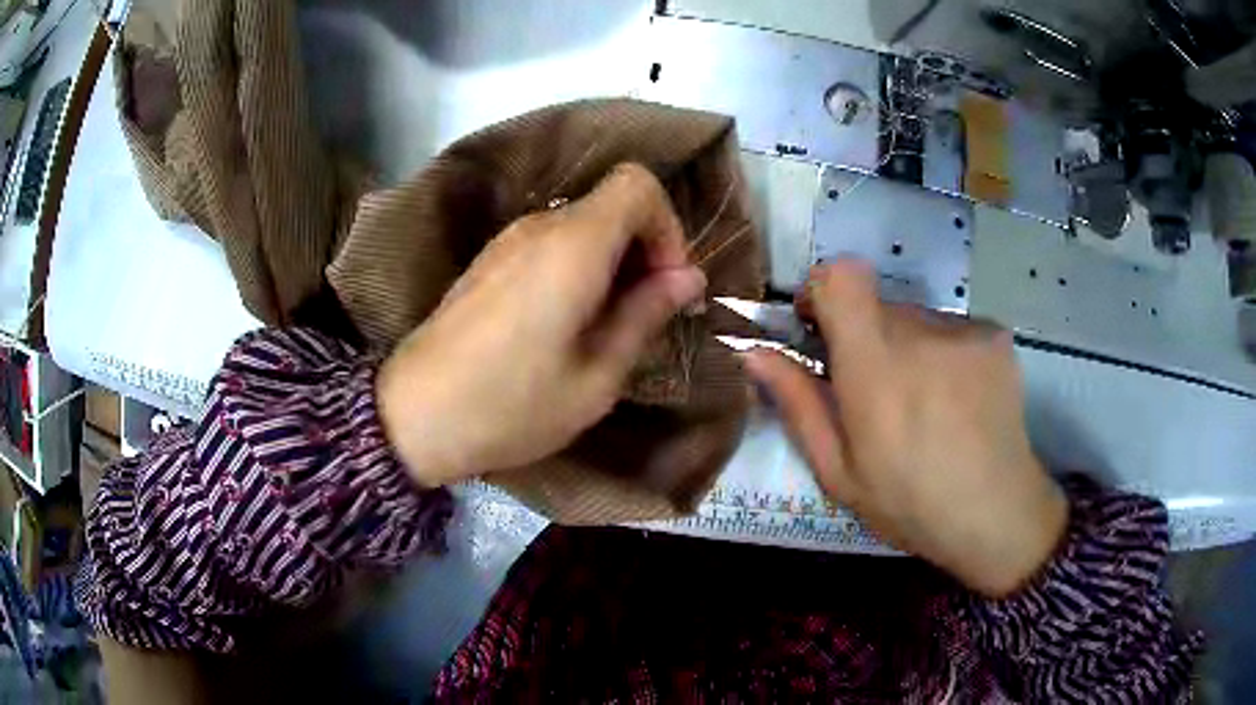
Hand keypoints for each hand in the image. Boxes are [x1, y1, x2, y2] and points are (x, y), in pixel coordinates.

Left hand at [378, 164, 706, 486]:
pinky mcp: (489, 262)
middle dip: (644, 249)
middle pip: (612, 204)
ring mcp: (507, 242)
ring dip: (611, 263)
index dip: (667, 225)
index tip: (669, 284)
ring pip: (583, 226)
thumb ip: (645, 314)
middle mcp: (539, 226)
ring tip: (608, 328)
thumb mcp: (597, 376)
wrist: (413, 417)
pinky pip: (551, 245)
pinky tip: (567, 325)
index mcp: (573, 245)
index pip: (638, 184)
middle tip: (647, 316)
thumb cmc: (513, 405)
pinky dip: (578, 269)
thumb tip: (688, 277)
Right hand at [744, 261, 1066, 596]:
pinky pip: (951, 329)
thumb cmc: (911, 504)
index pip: (842, 277)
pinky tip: (958, 401)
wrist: (999, 514)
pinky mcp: (993, 334)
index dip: (822, 288)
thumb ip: (798, 404)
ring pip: (915, 319)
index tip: (820, 326)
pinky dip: (944, 354)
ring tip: (925, 406)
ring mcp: (963, 330)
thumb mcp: (840, 473)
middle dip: (866, 337)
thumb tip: (755, 353)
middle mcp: (920, 333)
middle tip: (878, 394)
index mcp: (874, 367)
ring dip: (908, 348)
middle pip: (876, 304)